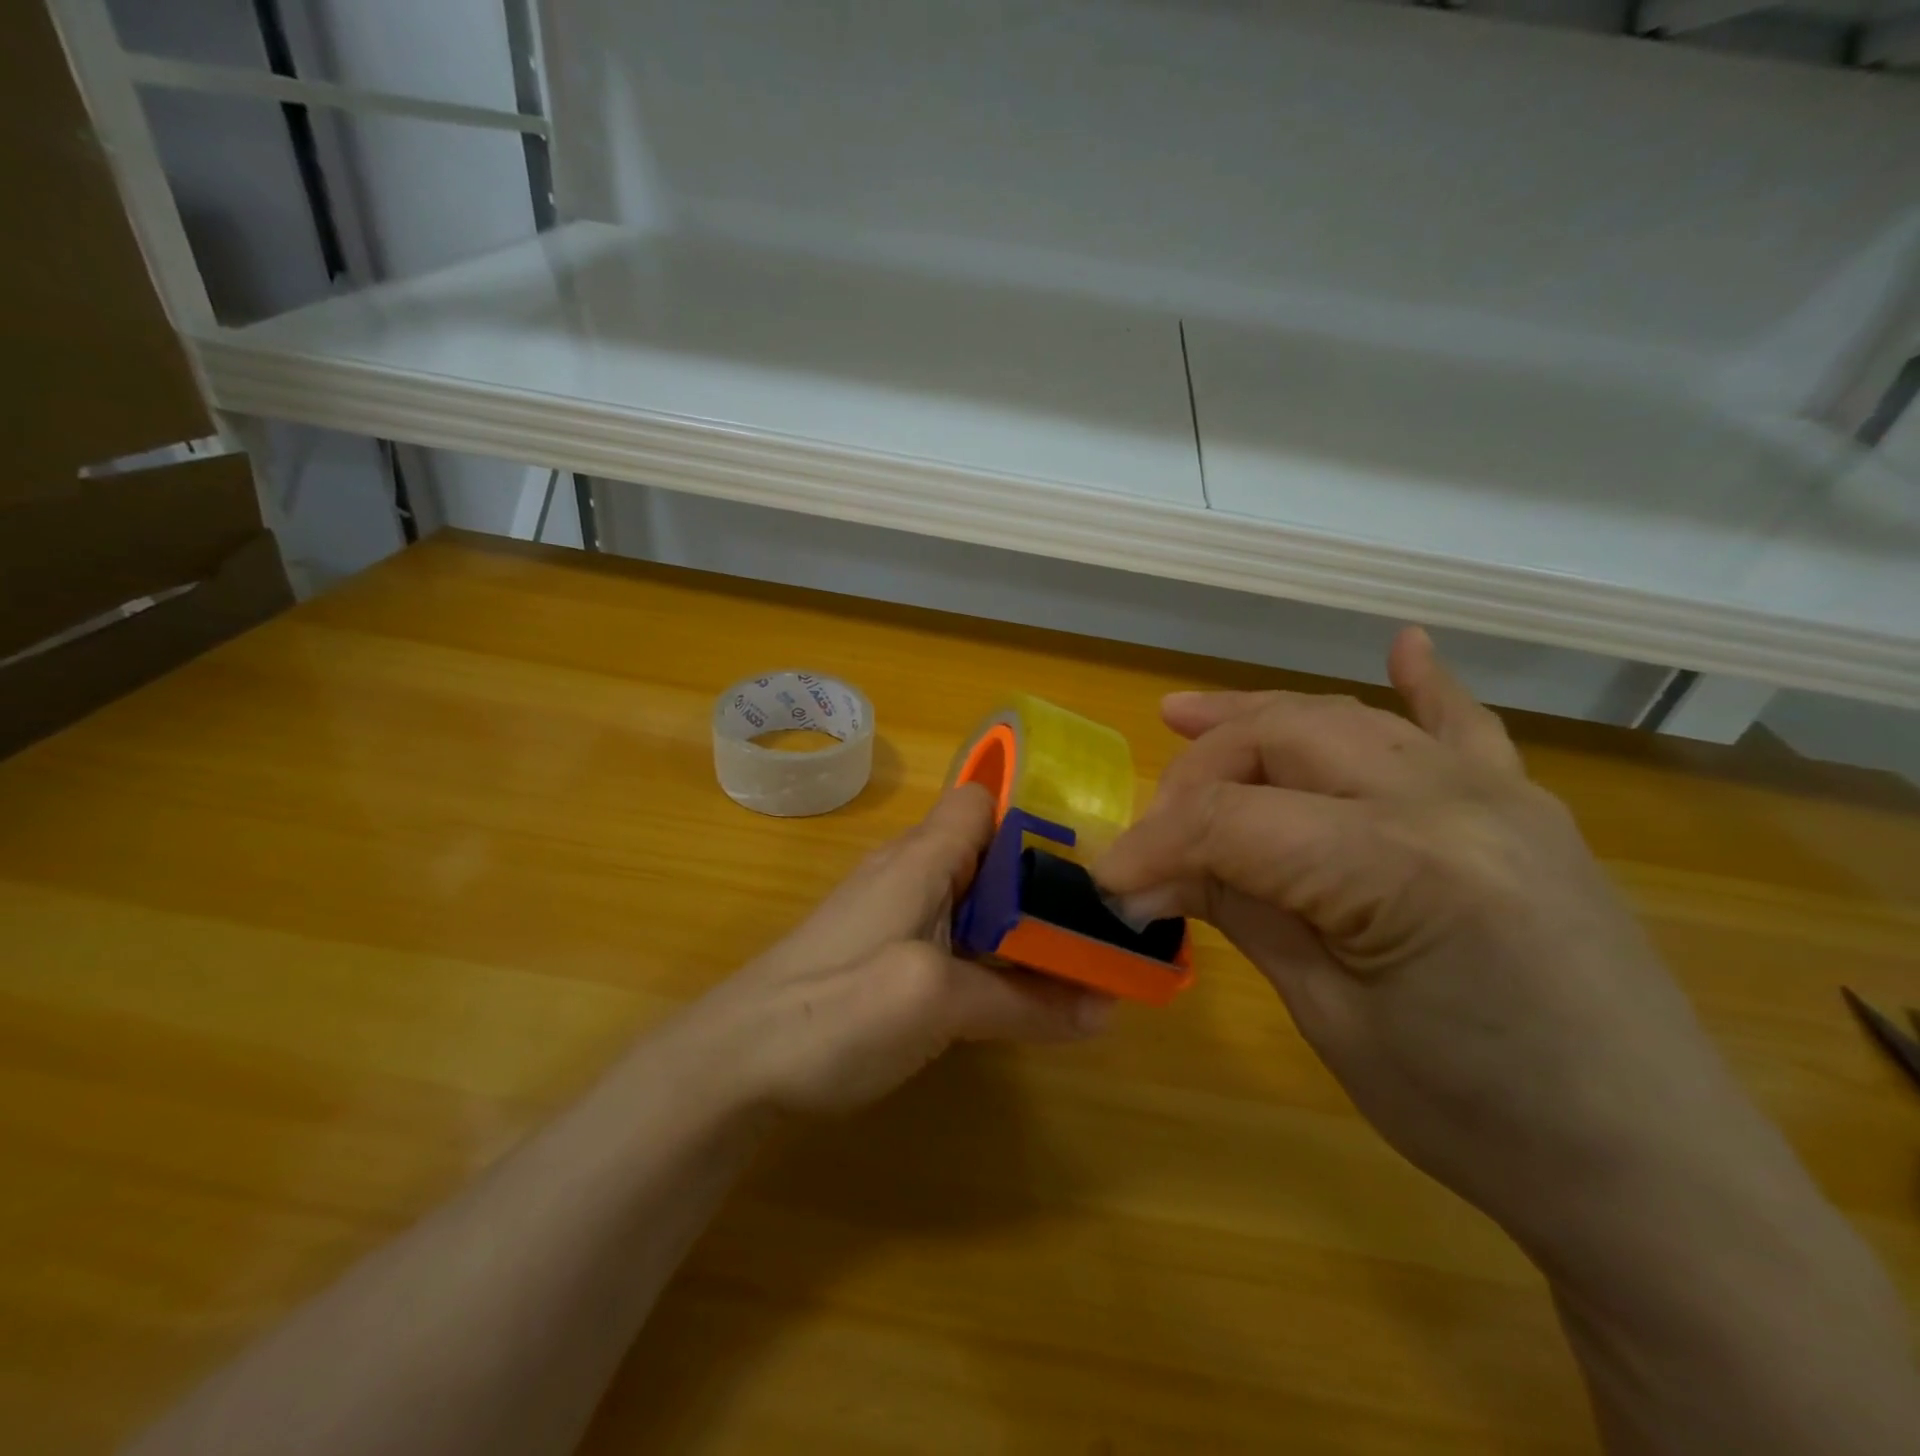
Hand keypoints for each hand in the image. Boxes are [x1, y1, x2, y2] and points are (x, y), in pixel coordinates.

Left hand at [683, 784, 1110, 1118]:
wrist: (733, 1063)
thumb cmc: (832, 1010)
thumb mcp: (936, 1002)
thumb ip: (1022, 1002)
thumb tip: (1108, 1009)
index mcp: (922, 857)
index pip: (984, 799)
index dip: (1036, 814)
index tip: (1094, 856)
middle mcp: (909, 872)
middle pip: (989, 852)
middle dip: (1046, 880)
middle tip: (1106, 920)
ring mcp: (893, 914)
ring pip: (975, 898)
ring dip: (1023, 923)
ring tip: (1082, 955)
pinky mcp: (884, 953)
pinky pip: (954, 935)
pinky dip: (992, 953)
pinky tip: (1016, 990)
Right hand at [1094, 628, 1766, 1250]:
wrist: (1652, 1170)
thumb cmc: (1476, 1119)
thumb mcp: (1331, 1018)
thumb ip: (1242, 912)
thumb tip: (1149, 873)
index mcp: (1400, 868)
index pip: (1232, 822)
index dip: (1152, 846)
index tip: (1106, 883)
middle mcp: (1448, 801)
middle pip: (1280, 740)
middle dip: (1197, 772)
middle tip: (1154, 829)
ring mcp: (1497, 792)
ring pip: (1343, 720)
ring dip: (1257, 718)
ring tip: (1185, 716)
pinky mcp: (1526, 806)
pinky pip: (1464, 725)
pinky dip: (1423, 683)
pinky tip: (1404, 645)